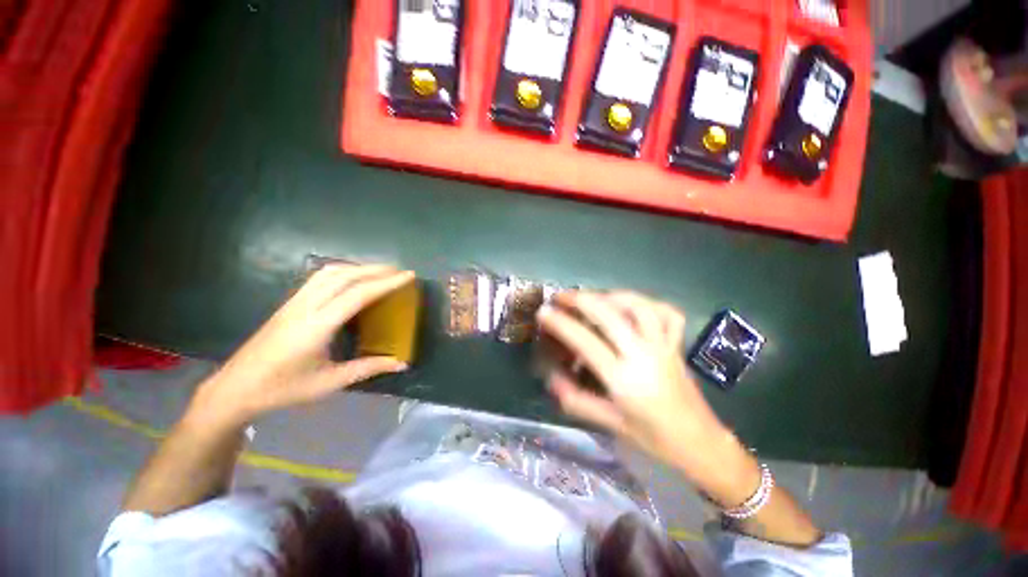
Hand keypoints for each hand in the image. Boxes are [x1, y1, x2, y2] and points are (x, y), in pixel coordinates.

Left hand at [188, 264, 413, 428]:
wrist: (235, 388)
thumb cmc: (283, 389)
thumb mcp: (330, 382)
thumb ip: (368, 368)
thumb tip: (401, 363)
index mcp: (317, 326)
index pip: (357, 294)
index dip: (386, 283)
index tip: (408, 276)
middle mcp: (305, 307)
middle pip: (344, 276)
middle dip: (376, 269)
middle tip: (399, 271)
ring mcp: (295, 302)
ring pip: (330, 272)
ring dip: (358, 267)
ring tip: (380, 272)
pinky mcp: (290, 303)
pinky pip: (320, 278)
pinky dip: (343, 271)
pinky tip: (353, 279)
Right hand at [537, 291, 747, 485]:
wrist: (700, 444)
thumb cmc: (653, 438)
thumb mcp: (609, 424)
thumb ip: (576, 400)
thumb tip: (551, 377)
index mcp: (624, 379)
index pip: (586, 342)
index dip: (561, 323)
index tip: (544, 312)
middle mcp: (643, 356)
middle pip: (610, 315)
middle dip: (580, 300)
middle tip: (561, 297)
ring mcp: (663, 346)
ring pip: (639, 307)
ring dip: (611, 295)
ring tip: (593, 297)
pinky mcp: (676, 345)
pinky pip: (667, 314)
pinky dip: (649, 303)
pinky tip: (632, 305)